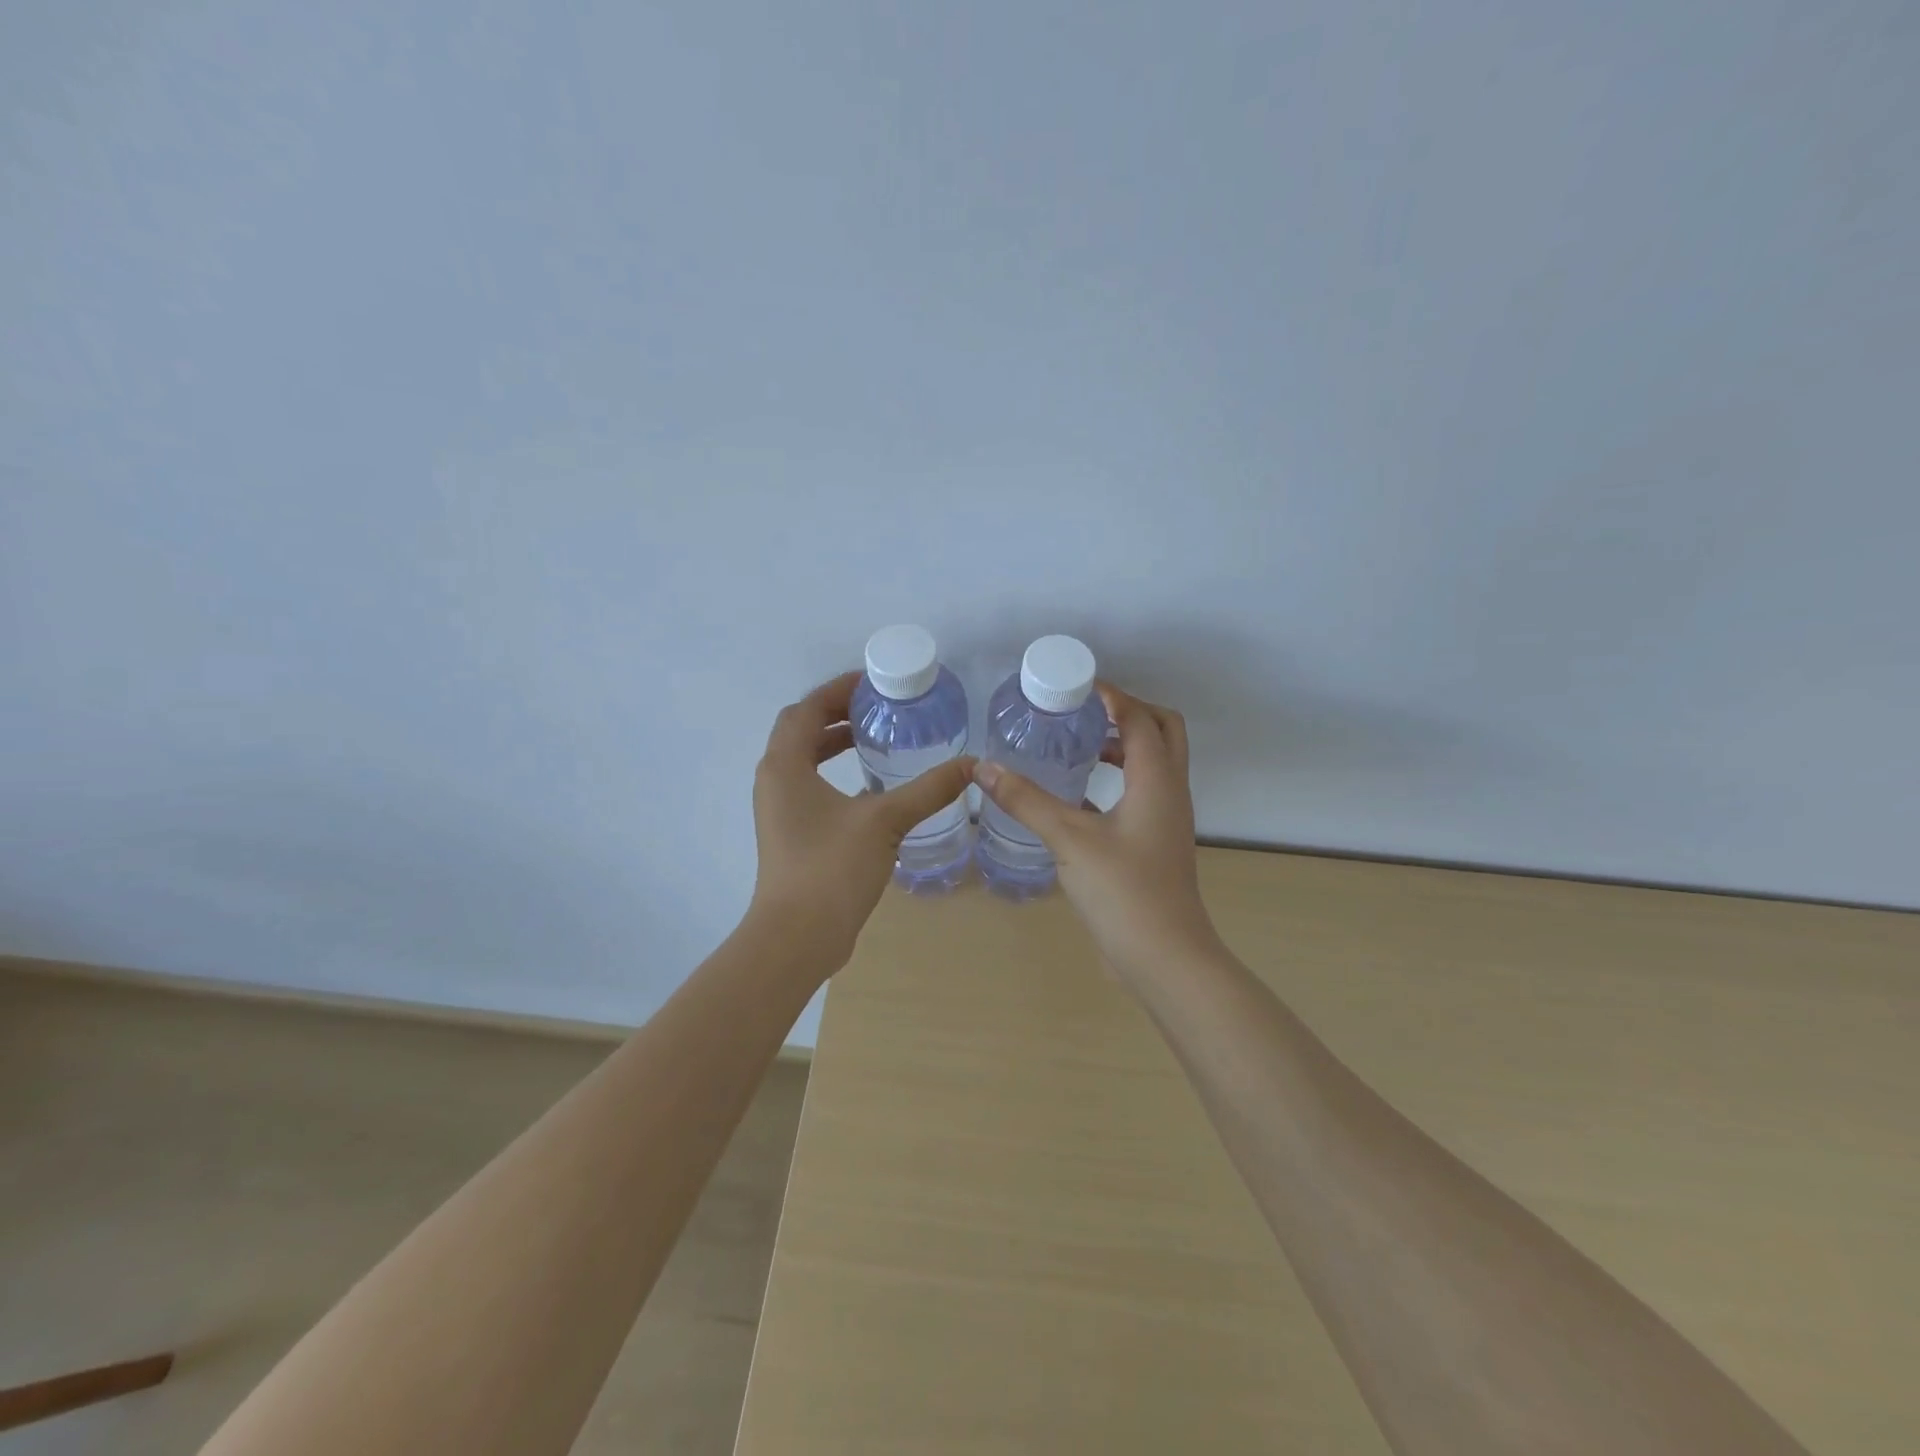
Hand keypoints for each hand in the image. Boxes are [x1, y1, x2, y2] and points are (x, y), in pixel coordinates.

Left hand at [749, 670, 976, 967]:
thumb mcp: (885, 821)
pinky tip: (871, 788)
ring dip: (833, 744)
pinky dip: (834, 774)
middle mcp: (774, 780)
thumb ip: (928, 790)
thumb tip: (971, 766)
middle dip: (837, 714)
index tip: (871, 683)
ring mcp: (779, 810)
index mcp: (785, 765)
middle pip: (801, 731)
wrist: (797, 937)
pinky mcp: (790, 834)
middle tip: (878, 709)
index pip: (805, 709)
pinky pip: (809, 787)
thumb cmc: (831, 868)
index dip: (836, 690)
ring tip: (875, 739)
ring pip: (803, 760)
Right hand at [973, 684, 1222, 983]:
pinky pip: (1142, 793)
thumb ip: (1026, 800)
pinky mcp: (1156, 843)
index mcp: (1157, 779)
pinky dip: (1117, 780)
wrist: (1165, 958)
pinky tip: (1077, 794)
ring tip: (1078, 745)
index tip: (1074, 687)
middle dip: (1126, 713)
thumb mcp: (1069, 839)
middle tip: (1084, 712)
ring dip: (1123, 746)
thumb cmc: (1123, 891)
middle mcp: (1170, 791)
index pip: (1139, 717)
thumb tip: (984, 768)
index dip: (1110, 695)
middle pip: (1162, 730)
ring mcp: (1166, 819)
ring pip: (1154, 764)